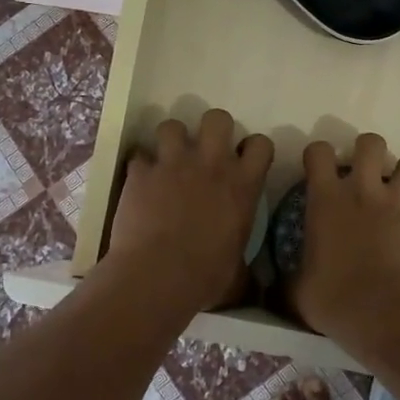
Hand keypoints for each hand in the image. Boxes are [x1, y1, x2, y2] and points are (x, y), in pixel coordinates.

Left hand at [106, 110, 273, 311]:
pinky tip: (139, 181)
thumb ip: (246, 265)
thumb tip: (253, 281)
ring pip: (172, 125)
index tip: (244, 162)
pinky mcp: (141, 172)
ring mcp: (173, 164)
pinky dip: (139, 166)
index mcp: (243, 186)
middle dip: (211, 129)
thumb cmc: (205, 278)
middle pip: (217, 118)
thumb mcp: (238, 273)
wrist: (157, 277)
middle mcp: (211, 164)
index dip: (252, 150)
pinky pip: (138, 155)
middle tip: (204, 152)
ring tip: (167, 159)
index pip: (261, 144)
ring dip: (171, 140)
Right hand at [291, 132, 399, 342]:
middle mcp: (364, 193)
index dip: (317, 154)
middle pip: (371, 143)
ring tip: (397, 193)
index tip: (317, 169)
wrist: (381, 315)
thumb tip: (277, 288)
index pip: (318, 152)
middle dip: (368, 150)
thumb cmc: (331, 297)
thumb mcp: (296, 289)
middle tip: (363, 172)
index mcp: (327, 199)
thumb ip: (290, 278)